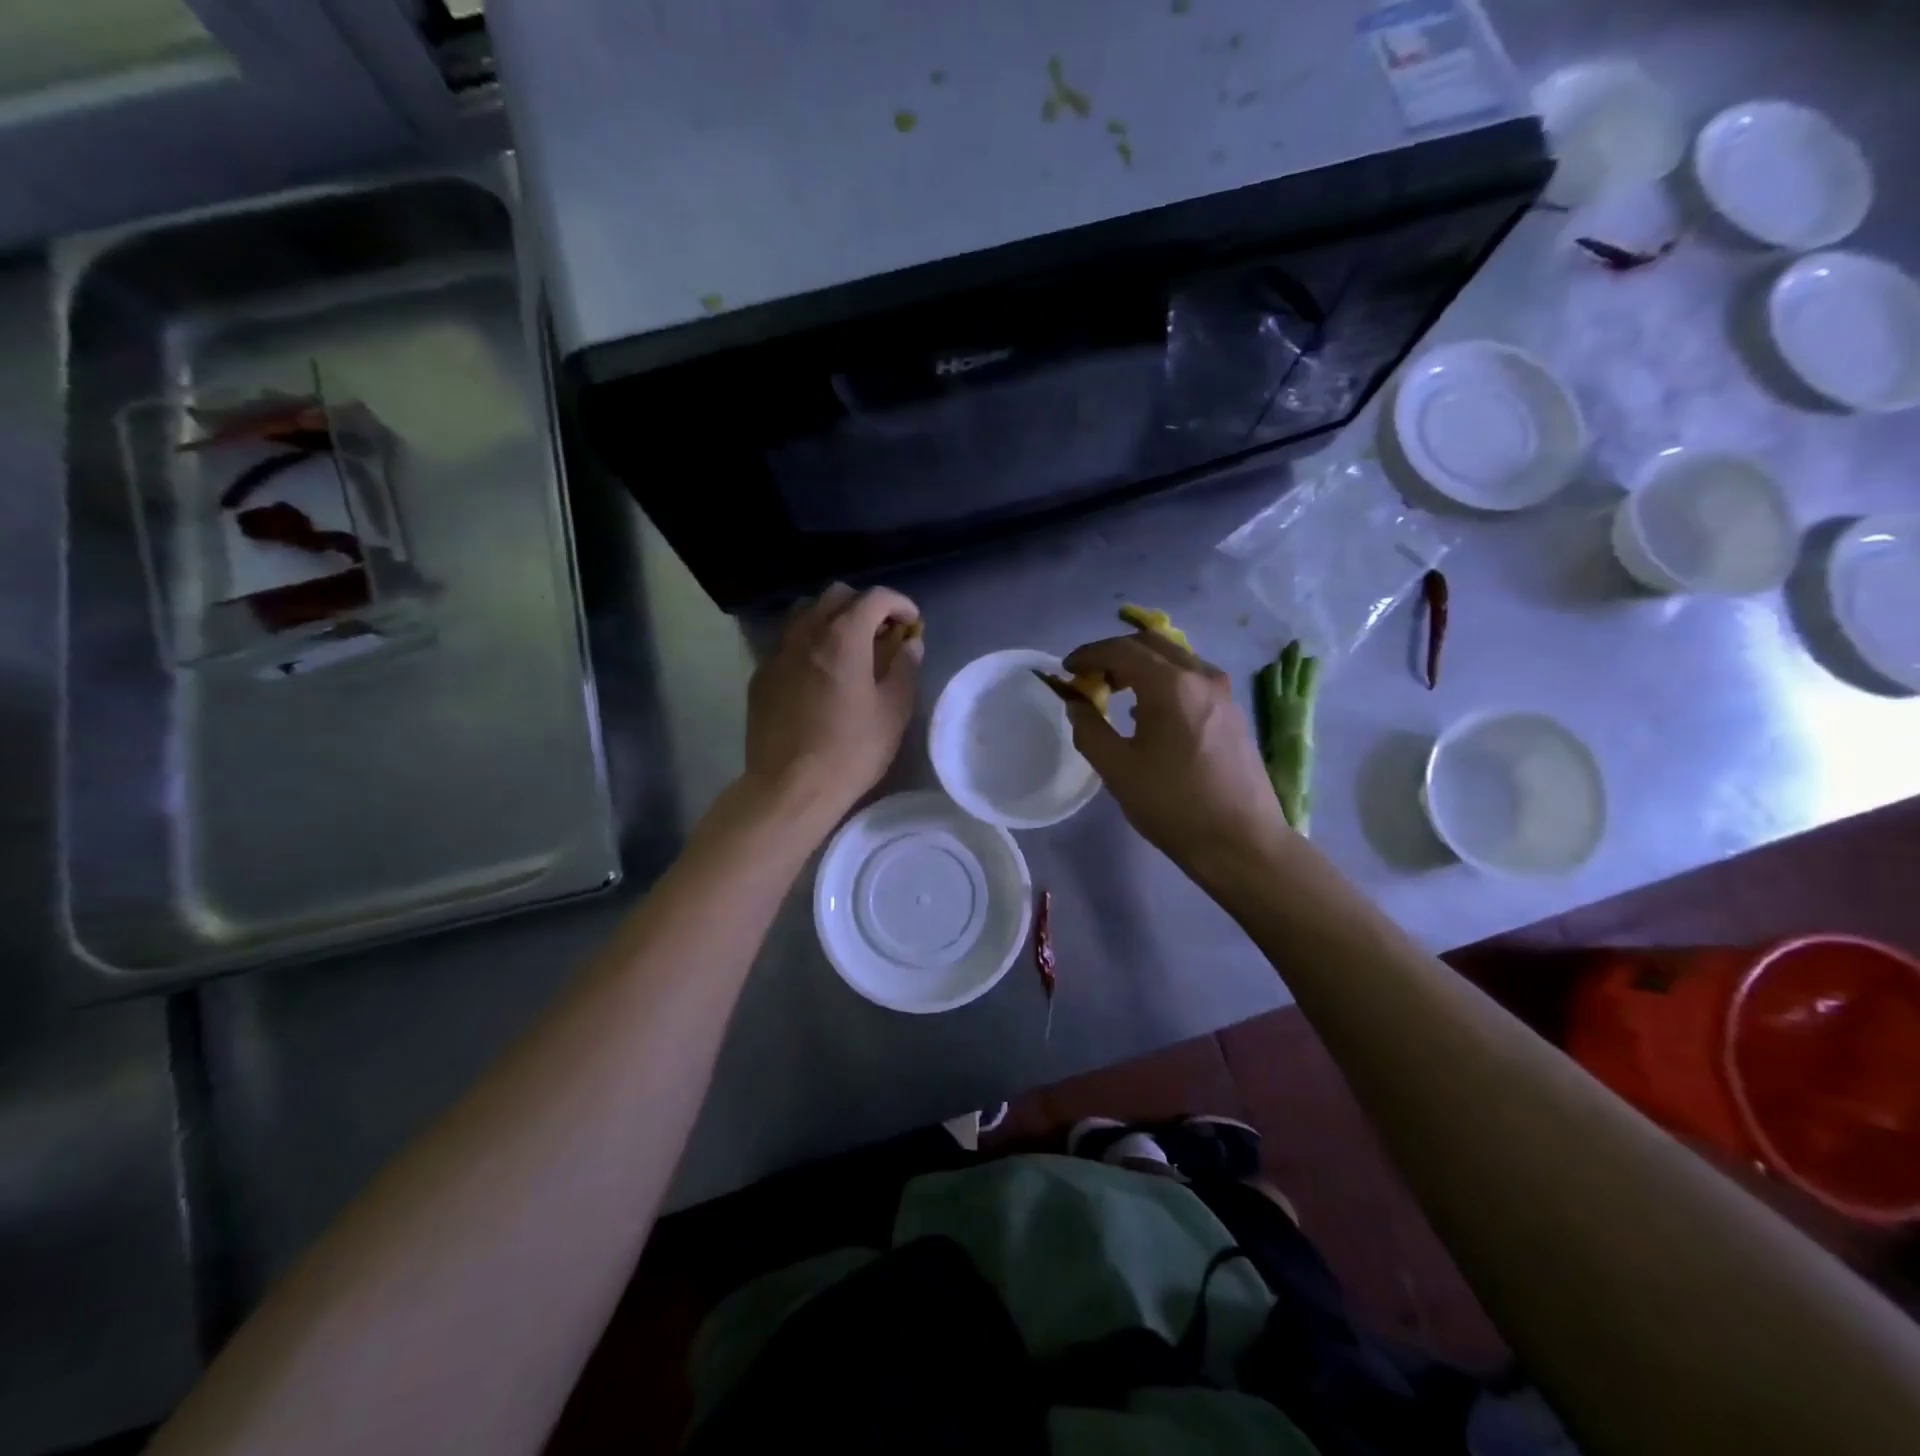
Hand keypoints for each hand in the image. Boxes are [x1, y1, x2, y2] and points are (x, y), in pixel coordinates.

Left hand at [742, 584, 922, 830]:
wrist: (789, 787)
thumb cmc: (851, 751)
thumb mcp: (893, 711)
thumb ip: (904, 668)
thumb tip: (909, 644)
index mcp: (842, 637)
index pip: (874, 598)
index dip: (899, 604)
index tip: (911, 623)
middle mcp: (805, 633)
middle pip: (836, 595)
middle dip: (864, 606)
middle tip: (882, 633)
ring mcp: (778, 652)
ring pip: (805, 613)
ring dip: (832, 618)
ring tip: (849, 648)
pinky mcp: (761, 675)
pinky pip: (788, 642)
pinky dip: (809, 642)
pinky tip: (820, 673)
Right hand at [1061, 633, 1289, 880]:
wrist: (1241, 842)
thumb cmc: (1173, 805)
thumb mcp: (1117, 769)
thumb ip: (1088, 728)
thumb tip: (1075, 703)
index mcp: (1170, 685)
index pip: (1121, 649)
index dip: (1089, 654)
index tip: (1067, 669)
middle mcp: (1201, 676)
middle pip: (1151, 644)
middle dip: (1115, 653)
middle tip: (1090, 677)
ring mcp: (1223, 692)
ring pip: (1174, 658)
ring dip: (1141, 665)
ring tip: (1116, 691)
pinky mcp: (1233, 711)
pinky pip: (1191, 678)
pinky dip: (1163, 679)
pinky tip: (1149, 711)